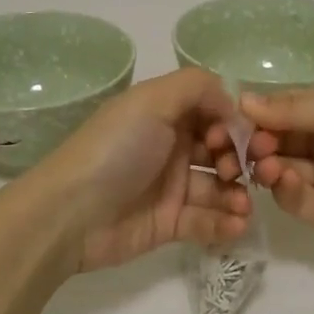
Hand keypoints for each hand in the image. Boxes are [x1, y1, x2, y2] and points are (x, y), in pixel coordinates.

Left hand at [36, 68, 251, 273]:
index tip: (242, 138)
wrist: (70, 213)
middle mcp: (171, 146)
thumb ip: (198, 87)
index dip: (233, 123)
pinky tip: (236, 225)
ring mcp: (171, 186)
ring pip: (219, 188)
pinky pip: (207, 221)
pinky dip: (226, 223)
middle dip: (240, 160)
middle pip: (221, 150)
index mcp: (165, 113)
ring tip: (243, 207)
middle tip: (242, 173)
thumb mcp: (152, 100)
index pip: (214, 112)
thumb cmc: (115, 149)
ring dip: (238, 195)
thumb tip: (233, 105)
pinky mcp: (170, 223)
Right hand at [219, 87, 313, 255]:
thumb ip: (296, 107)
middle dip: (258, 142)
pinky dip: (285, 190)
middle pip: (276, 141)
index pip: (285, 110)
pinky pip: (293, 201)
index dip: (260, 114)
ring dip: (267, 165)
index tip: (237, 118)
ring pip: (279, 171)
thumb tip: (243, 101)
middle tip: (251, 146)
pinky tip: (286, 180)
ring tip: (268, 165)